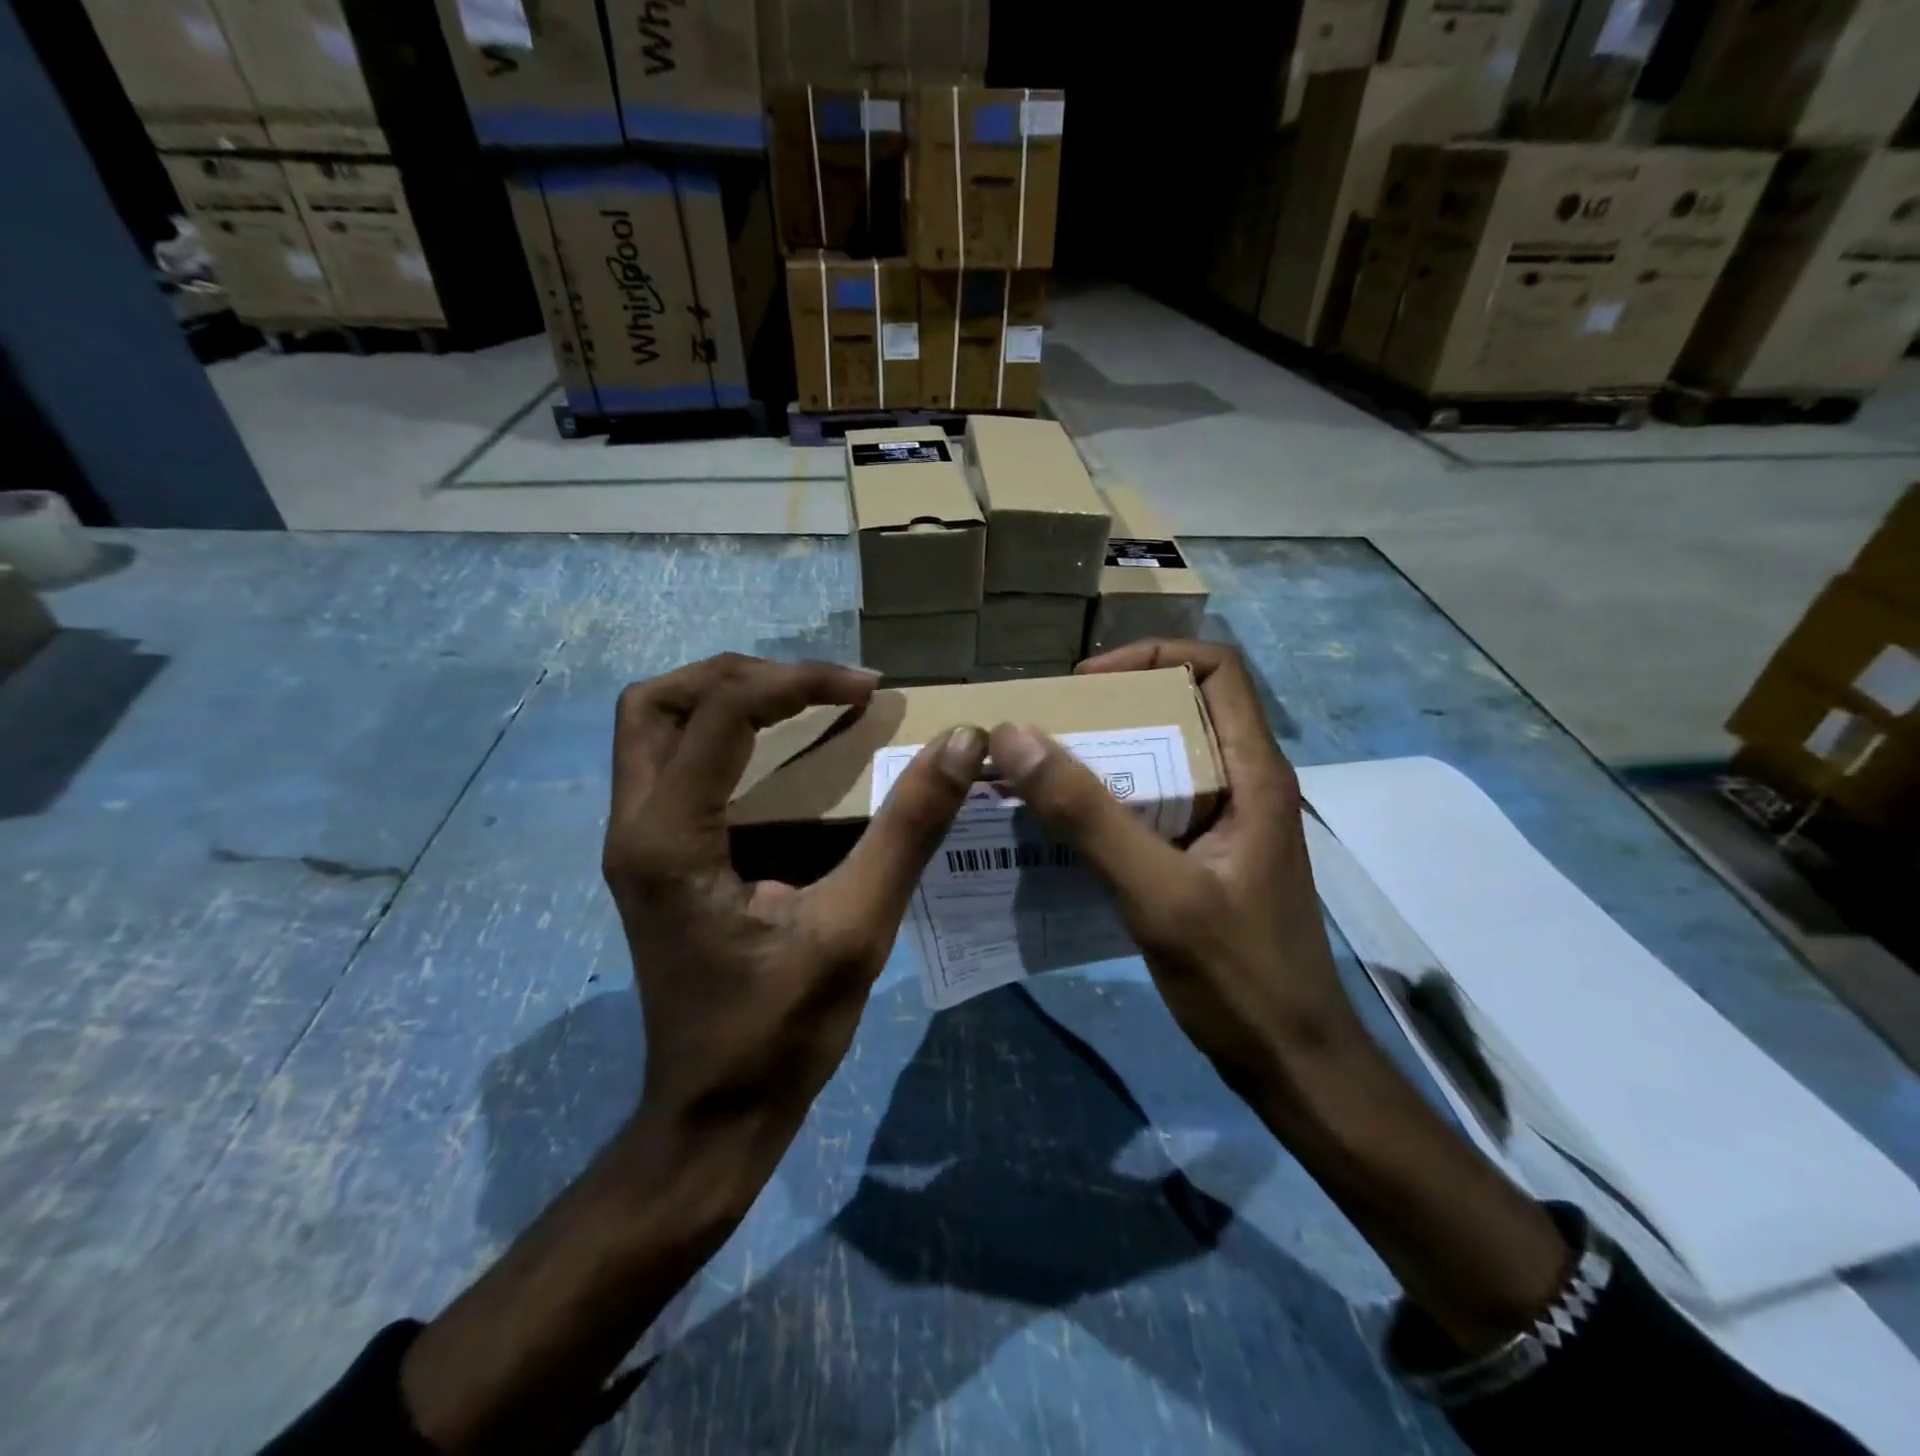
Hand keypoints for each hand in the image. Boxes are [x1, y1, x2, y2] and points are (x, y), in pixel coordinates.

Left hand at [604, 653, 986, 1171]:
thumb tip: (960, 744)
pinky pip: (671, 763)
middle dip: (741, 676)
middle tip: (817, 690)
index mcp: (671, 839)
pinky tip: (780, 756)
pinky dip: (721, 736)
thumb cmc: (780, 1032)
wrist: (714, 1114)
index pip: (720, 712)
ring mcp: (635, 843)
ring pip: (653, 727)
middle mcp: (635, 827)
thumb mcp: (857, 930)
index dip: (798, 682)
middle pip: (658, 701)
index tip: (868, 689)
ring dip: (724, 699)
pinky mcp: (654, 857)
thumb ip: (908, 831)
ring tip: (801, 705)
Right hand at [987, 640, 1567, 1354]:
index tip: (1086, 686)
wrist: (1293, 1064)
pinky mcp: (1206, 857)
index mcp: (1254, 772)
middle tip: (1047, 732)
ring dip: (1105, 758)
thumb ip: (1089, 816)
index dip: (1152, 657)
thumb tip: (1017, 738)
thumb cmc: (1239, 977)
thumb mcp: (1158, 893)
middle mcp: (1244, 784)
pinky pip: (1154, 806)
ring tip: (1041, 775)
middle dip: (1113, 709)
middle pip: (1182, 709)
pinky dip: (1109, 803)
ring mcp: (1226, 823)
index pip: (1217, 669)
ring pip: (1163, 759)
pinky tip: (1063, 830)